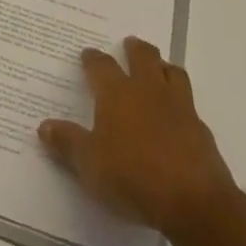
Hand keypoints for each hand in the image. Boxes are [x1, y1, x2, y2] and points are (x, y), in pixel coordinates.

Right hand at [39, 37, 235, 239]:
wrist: (193, 201)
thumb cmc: (132, 176)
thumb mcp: (89, 164)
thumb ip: (67, 143)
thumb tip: (44, 127)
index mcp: (117, 93)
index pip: (101, 66)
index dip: (93, 59)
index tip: (87, 54)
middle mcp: (148, 90)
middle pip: (143, 56)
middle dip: (135, 48)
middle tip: (130, 44)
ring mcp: (179, 106)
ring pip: (172, 72)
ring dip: (163, 67)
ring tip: (158, 68)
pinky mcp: (201, 129)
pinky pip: (189, 103)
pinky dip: (181, 101)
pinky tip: (177, 114)